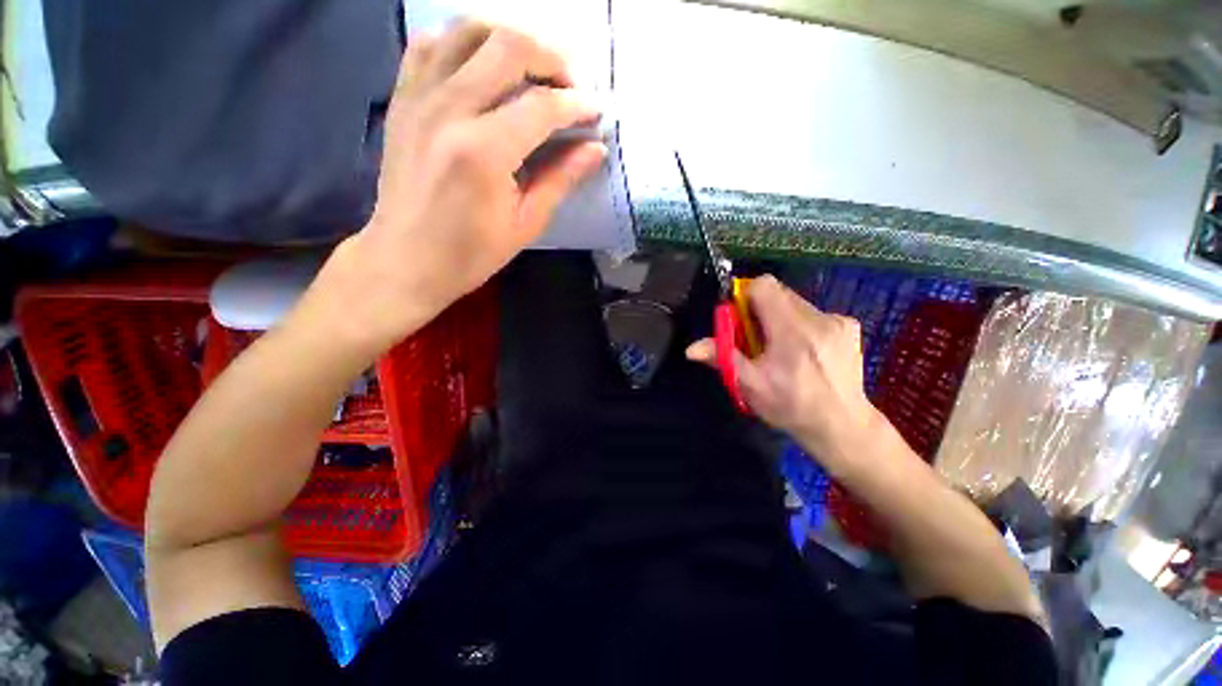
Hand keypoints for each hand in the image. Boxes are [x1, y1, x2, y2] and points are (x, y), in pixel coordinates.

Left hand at [309, 22, 606, 356]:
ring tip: (534, 70)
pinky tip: (483, 66)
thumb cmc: (470, 253)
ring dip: (511, 40)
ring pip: (469, 29)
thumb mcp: (525, 224)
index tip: (596, 114)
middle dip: (552, 58)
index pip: (542, 106)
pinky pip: (431, 43)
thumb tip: (595, 149)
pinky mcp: (402, 97)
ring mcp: (419, 96)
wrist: (405, 258)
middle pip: (508, 46)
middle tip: (571, 86)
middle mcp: (449, 109)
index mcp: (484, 152)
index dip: (577, 105)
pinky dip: (464, 42)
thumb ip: (560, 180)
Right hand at [686, 276, 881, 463]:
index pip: (764, 287)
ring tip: (780, 349)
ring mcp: (838, 320)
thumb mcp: (750, 386)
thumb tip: (691, 349)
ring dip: (779, 318)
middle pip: (778, 293)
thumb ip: (722, 359)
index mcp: (792, 332)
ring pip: (795, 302)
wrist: (842, 426)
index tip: (739, 320)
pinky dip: (799, 324)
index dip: (744, 297)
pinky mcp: (850, 326)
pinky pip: (813, 312)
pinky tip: (803, 351)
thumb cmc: (791, 407)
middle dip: (760, 310)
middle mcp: (818, 319)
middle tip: (756, 339)